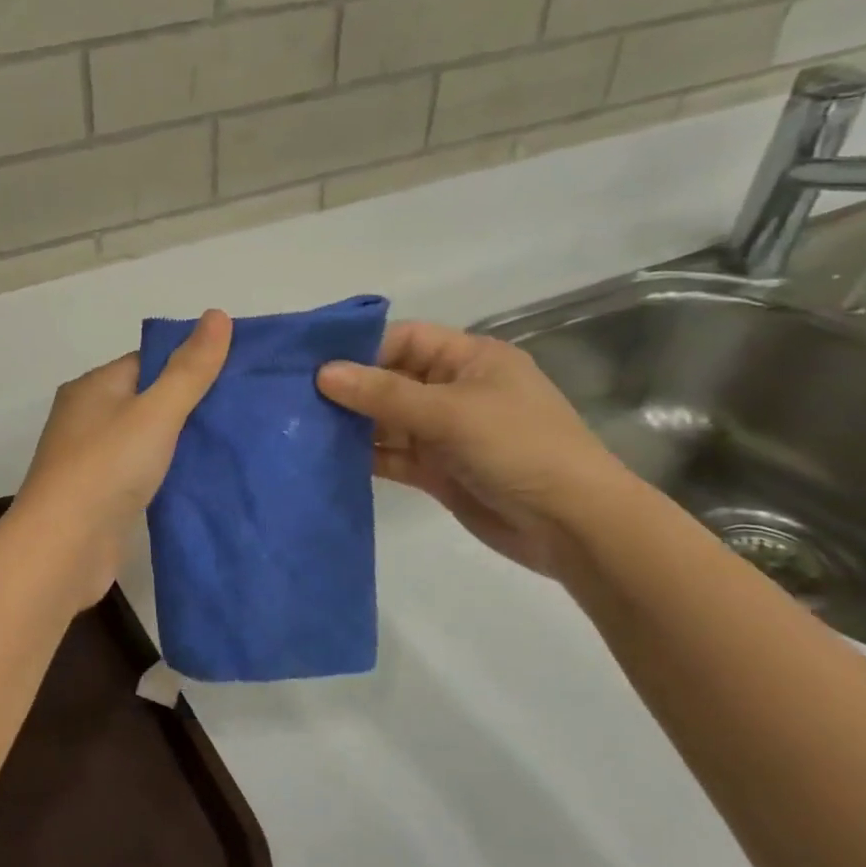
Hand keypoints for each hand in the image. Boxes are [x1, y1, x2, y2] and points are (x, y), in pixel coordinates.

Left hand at [13, 311, 231, 605]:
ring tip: (232, 444)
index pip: (146, 362)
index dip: (188, 364)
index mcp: (93, 387)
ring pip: (145, 440)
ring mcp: (90, 460)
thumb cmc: (107, 467)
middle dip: (189, 405)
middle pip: (146, 401)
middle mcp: (86, 418)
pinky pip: (140, 474)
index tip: (234, 374)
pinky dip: (167, 474)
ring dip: (179, 443)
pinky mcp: (99, 496)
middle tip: (242, 411)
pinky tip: (201, 480)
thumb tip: (217, 314)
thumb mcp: (156, 411)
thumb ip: (189, 369)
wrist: (63, 547)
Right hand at [316, 322, 632, 575]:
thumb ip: (384, 394)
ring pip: (385, 420)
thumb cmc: (519, 449)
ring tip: (298, 427)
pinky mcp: (436, 470)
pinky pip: (390, 455)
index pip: (403, 340)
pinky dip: (362, 456)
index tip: (310, 364)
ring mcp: (443, 432)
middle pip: (388, 380)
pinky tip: (325, 457)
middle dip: (347, 388)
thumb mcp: (450, 412)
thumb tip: (323, 373)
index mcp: (468, 359)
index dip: (359, 349)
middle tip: (292, 398)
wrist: (573, 526)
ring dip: (349, 425)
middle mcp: (453, 390)